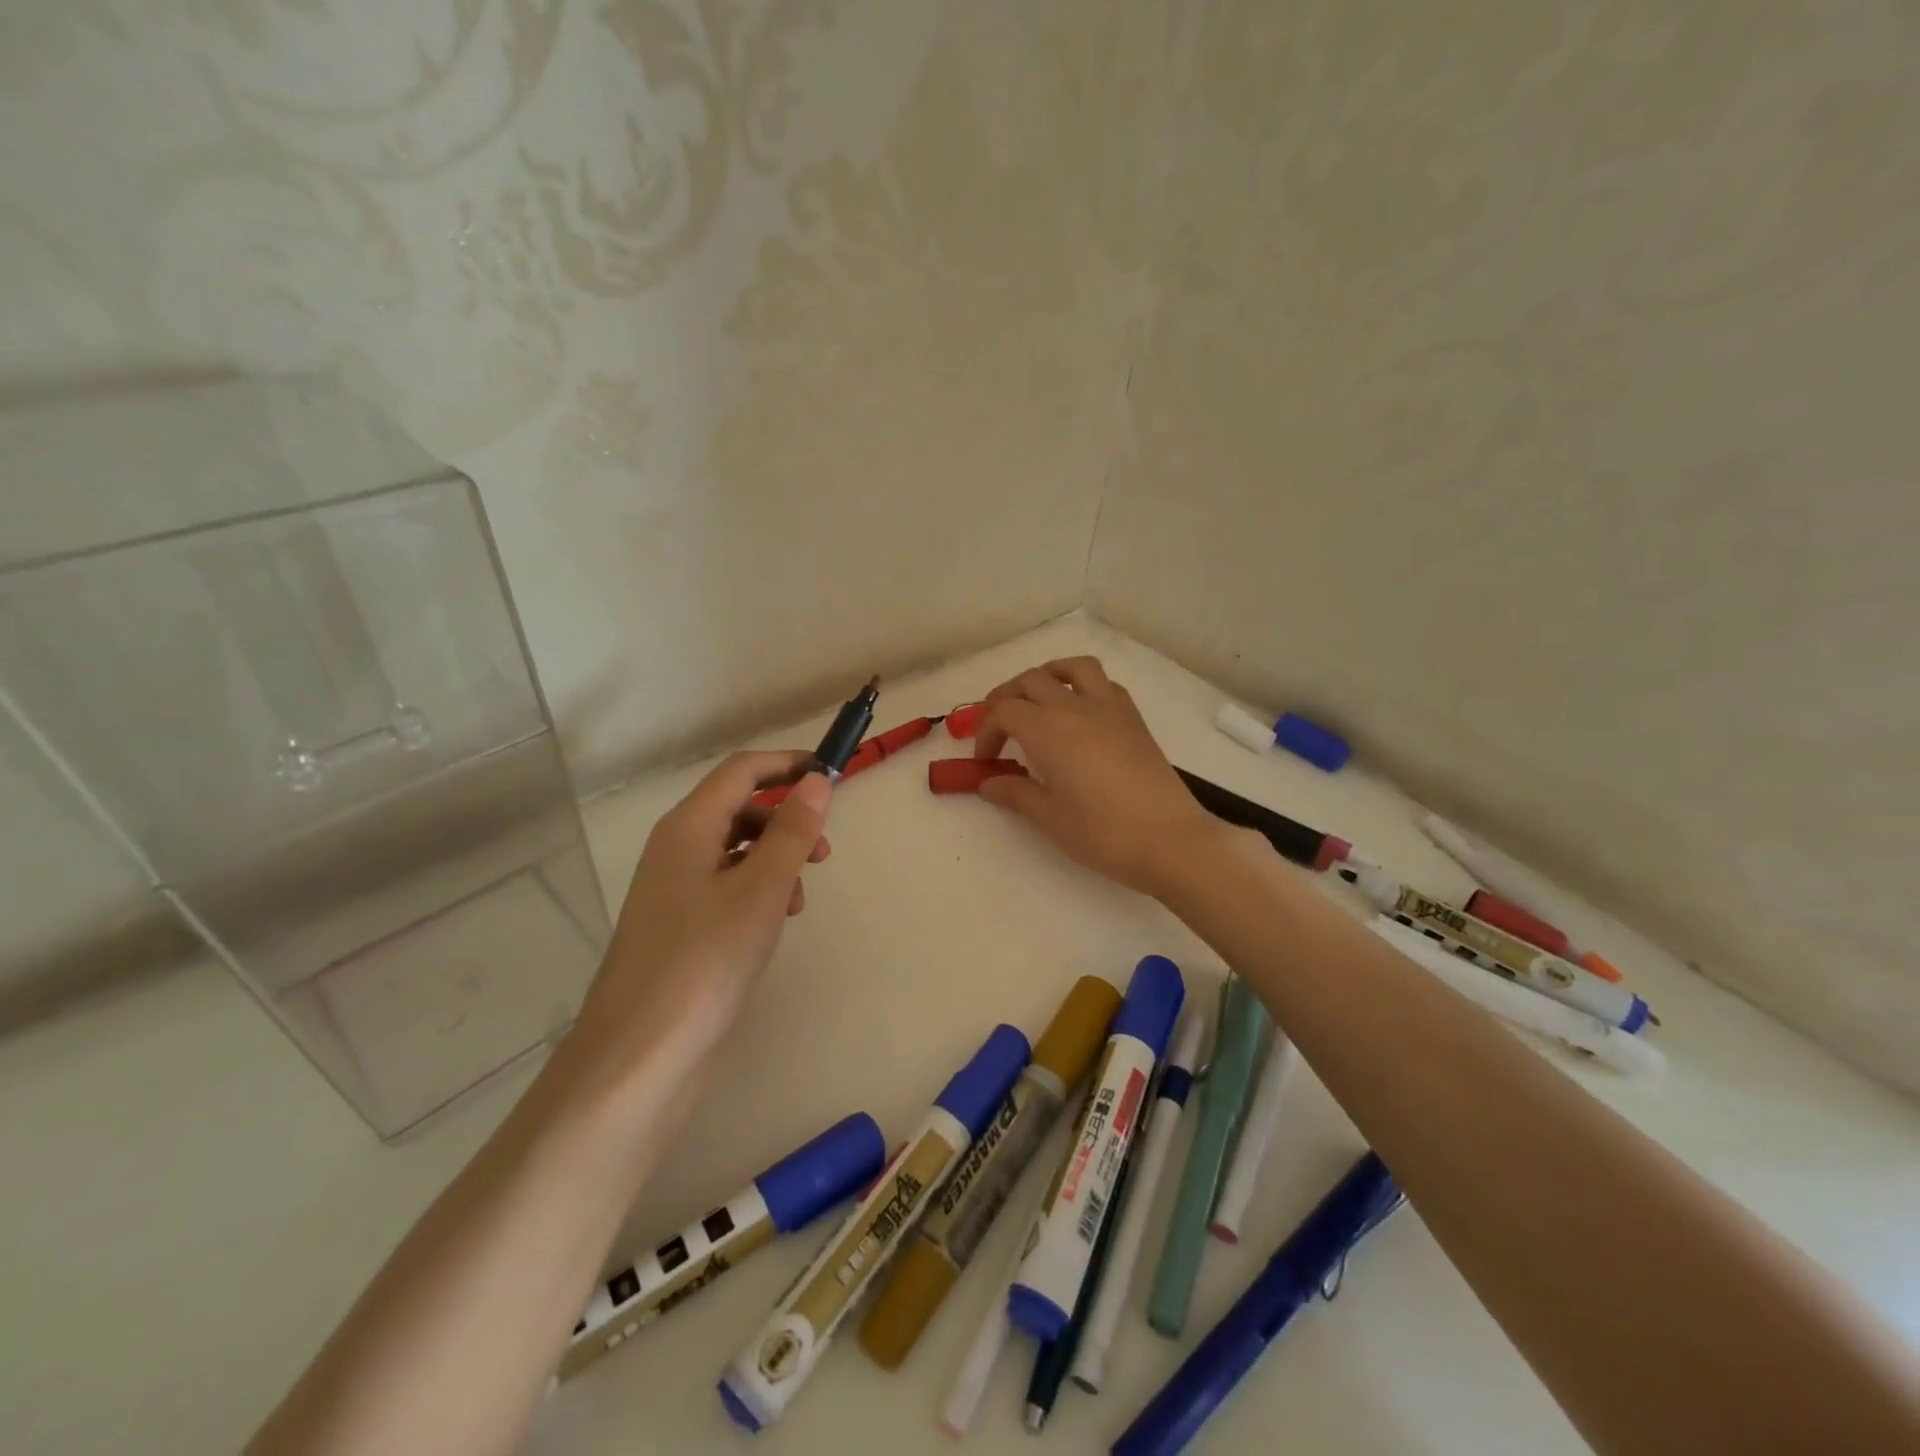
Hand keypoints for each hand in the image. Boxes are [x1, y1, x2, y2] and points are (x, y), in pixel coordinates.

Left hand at [560, 751, 831, 1102]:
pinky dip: (758, 889)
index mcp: (688, 828)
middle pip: (737, 807)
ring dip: (775, 857)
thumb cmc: (705, 961)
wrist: (640, 1056)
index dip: (787, 764)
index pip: (741, 771)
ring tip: (801, 895)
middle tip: (824, 847)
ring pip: (735, 849)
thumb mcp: (762, 890)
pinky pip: (726, 885)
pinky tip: (776, 921)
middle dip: (786, 817)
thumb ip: (792, 832)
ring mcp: (674, 889)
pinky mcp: (680, 925)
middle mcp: (676, 848)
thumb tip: (818, 781)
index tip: (832, 775)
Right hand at [972, 657, 1220, 896]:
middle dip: (1006, 698)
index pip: (1004, 711)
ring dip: (1048, 676)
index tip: (985, 760)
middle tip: (999, 728)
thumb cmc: (1102, 833)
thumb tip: (988, 782)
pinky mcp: (1134, 719)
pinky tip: (1080, 714)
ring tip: (1038, 700)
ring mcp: (1110, 708)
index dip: (985, 731)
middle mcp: (1076, 708)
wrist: (1169, 840)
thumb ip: (1014, 793)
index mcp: (1048, 730)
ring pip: (1073, 668)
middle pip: (1031, 680)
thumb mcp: (1049, 817)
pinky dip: (1084, 687)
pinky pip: (1104, 684)